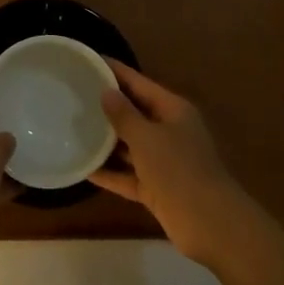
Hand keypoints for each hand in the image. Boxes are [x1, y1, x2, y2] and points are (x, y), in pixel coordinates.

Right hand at [89, 60, 265, 263]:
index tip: (89, 60)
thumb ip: (124, 115)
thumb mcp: (147, 138)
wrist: (210, 224)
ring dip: (106, 140)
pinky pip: (128, 175)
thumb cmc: (179, 170)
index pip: (139, 83)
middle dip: (107, 105)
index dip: (115, 71)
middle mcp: (169, 131)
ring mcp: (163, 161)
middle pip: (134, 112)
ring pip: (130, 145)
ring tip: (73, 127)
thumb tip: (107, 92)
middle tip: (74, 94)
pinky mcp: (156, 188)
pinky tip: (83, 168)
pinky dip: (110, 173)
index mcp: (173, 110)